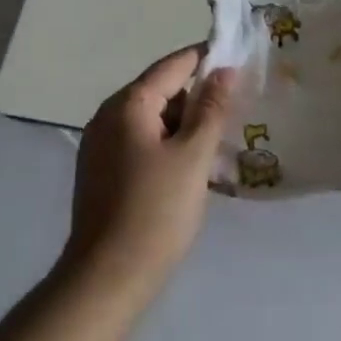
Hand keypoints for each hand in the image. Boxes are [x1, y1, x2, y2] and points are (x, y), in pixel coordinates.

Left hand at [64, 46, 233, 294]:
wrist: (106, 281)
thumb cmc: (156, 212)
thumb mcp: (193, 156)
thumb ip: (211, 108)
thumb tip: (224, 70)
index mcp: (128, 104)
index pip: (174, 65)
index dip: (207, 59)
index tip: (240, 63)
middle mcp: (108, 116)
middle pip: (161, 90)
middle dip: (196, 100)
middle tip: (232, 118)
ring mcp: (100, 145)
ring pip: (152, 119)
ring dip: (183, 127)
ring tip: (215, 150)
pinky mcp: (100, 172)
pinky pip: (140, 142)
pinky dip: (165, 146)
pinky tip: (187, 172)